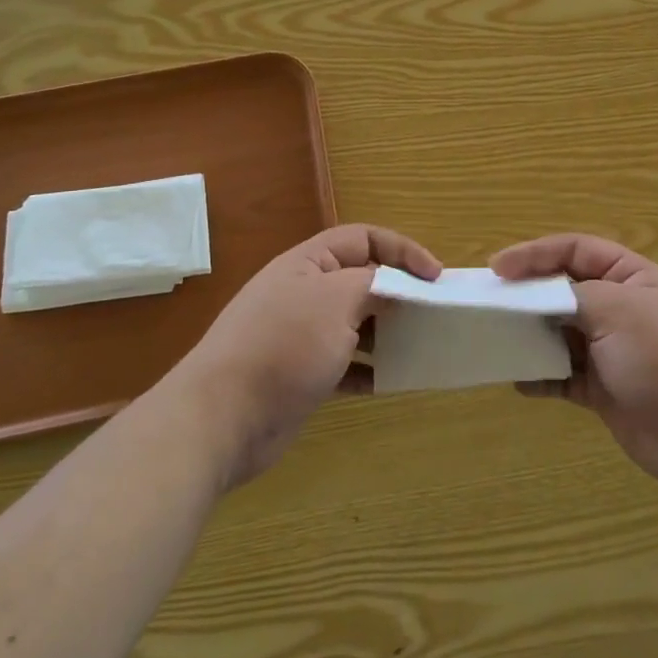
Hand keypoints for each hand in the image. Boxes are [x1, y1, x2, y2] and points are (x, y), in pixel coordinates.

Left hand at [174, 224, 439, 490]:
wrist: (221, 419)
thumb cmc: (284, 345)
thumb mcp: (337, 300)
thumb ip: (375, 285)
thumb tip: (397, 287)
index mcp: (308, 263)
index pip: (364, 238)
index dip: (402, 250)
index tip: (435, 278)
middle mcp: (304, 293)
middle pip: (361, 280)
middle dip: (398, 293)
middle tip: (432, 313)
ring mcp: (301, 335)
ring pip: (356, 323)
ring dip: (387, 332)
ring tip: (418, 346)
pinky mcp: (302, 374)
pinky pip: (346, 363)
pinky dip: (369, 369)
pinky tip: (389, 382)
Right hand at [491, 234, 657, 496]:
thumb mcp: (618, 309)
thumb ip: (571, 296)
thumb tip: (536, 300)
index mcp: (630, 277)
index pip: (575, 250)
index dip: (535, 254)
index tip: (497, 269)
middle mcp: (620, 308)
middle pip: (563, 291)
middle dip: (528, 296)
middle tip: (490, 305)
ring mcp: (612, 351)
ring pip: (559, 334)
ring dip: (530, 336)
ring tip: (497, 340)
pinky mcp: (604, 390)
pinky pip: (562, 376)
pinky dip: (540, 376)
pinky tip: (519, 380)